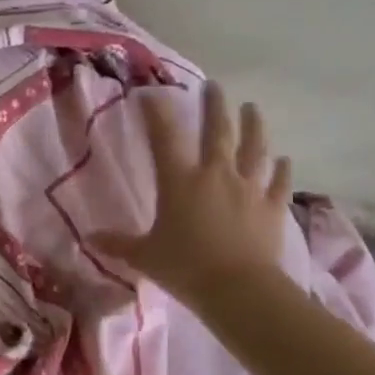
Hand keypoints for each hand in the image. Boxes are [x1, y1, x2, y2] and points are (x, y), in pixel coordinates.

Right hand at [92, 81, 294, 309]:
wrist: (239, 289)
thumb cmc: (185, 268)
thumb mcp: (144, 256)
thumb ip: (118, 244)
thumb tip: (90, 238)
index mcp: (179, 181)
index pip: (165, 137)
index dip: (157, 112)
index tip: (153, 93)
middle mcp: (215, 175)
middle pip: (217, 131)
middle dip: (214, 106)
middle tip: (213, 86)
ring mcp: (248, 188)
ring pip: (253, 148)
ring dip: (253, 125)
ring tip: (252, 108)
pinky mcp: (271, 207)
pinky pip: (278, 183)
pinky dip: (281, 170)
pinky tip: (284, 160)